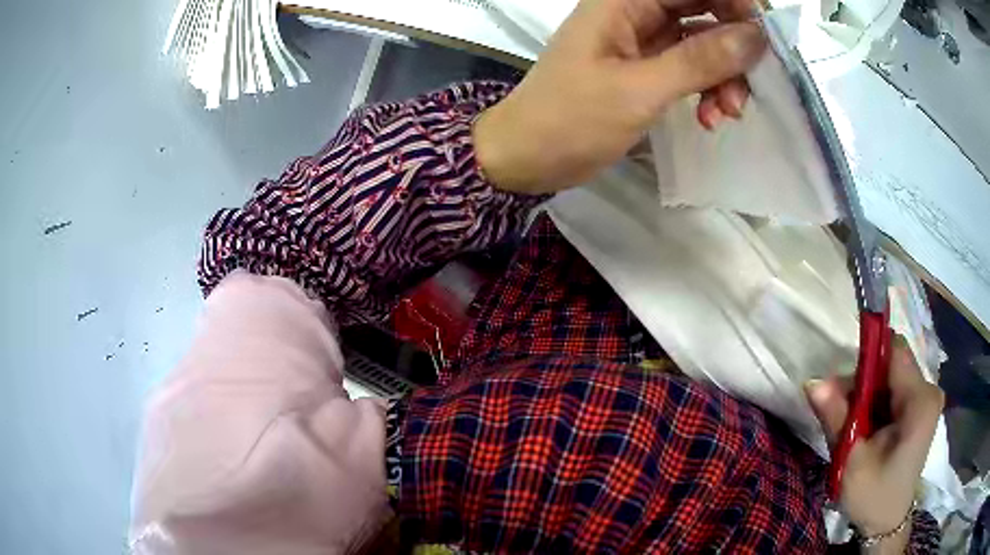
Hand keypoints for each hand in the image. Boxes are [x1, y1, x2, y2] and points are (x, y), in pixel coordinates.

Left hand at [473, 0, 765, 193]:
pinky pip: (691, 67)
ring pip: (703, 41)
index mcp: (624, 1)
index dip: (735, 4)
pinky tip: (710, 118)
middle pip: (705, 10)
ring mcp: (643, 40)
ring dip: (725, 75)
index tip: (763, 41)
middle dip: (735, 47)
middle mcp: (635, 11)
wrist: (527, 156)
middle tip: (750, 86)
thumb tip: (754, 37)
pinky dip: (707, 89)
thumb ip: (699, 60)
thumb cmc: (571, 119)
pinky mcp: (646, 68)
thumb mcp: (639, 89)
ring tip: (726, 114)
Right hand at [806, 338, 942, 549]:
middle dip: (864, 383)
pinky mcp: (921, 408)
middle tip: (843, 416)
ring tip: (854, 428)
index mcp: (920, 400)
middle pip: (892, 364)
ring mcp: (926, 399)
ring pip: (892, 377)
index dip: (867, 359)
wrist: (887, 523)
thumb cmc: (872, 496)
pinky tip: (867, 429)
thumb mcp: (851, 461)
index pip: (894, 351)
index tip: (844, 389)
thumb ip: (836, 417)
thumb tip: (812, 382)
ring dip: (868, 396)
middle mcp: (929, 390)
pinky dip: (877, 404)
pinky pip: (896, 390)